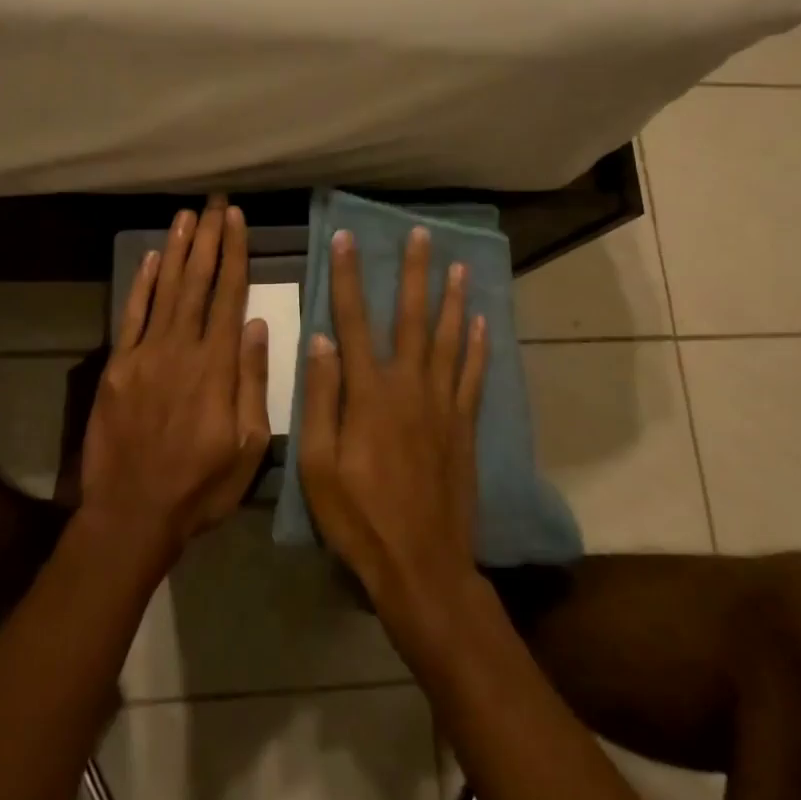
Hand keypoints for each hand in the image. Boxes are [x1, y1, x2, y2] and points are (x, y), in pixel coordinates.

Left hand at [80, 196, 272, 568]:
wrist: (132, 513)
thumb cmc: (201, 486)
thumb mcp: (248, 446)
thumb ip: (253, 382)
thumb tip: (257, 325)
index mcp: (217, 367)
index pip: (229, 296)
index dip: (235, 255)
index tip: (238, 221)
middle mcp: (181, 349)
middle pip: (197, 282)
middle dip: (209, 239)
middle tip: (216, 204)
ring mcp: (144, 355)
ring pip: (165, 290)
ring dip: (177, 250)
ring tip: (188, 217)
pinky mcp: (117, 367)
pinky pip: (131, 316)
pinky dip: (141, 284)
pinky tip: (152, 258)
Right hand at [298, 225, 489, 629]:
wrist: (423, 564)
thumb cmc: (359, 517)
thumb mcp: (319, 464)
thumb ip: (321, 398)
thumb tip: (320, 340)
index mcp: (369, 393)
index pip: (353, 321)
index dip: (348, 277)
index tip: (347, 238)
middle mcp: (409, 386)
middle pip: (412, 318)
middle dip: (414, 273)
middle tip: (420, 235)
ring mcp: (443, 405)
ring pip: (449, 339)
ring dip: (453, 299)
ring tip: (458, 266)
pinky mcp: (464, 426)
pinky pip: (473, 376)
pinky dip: (478, 346)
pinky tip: (482, 323)